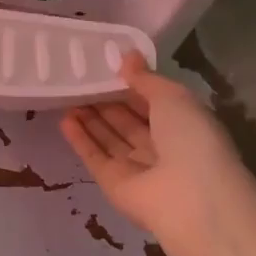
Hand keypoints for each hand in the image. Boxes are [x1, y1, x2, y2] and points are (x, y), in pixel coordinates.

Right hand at [62, 53, 255, 255]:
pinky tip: (64, 119)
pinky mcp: (114, 184)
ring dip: (90, 117)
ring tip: (67, 93)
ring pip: (110, 138)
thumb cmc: (190, 138)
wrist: (189, 198)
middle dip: (106, 100)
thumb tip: (127, 58)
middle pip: (128, 120)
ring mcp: (137, 168)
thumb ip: (146, 79)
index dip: (131, 84)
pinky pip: (95, 157)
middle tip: (80, 78)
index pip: (153, 101)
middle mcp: (162, 147)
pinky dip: (80, 139)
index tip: (106, 65)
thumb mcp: (173, 97)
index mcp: (184, 125)